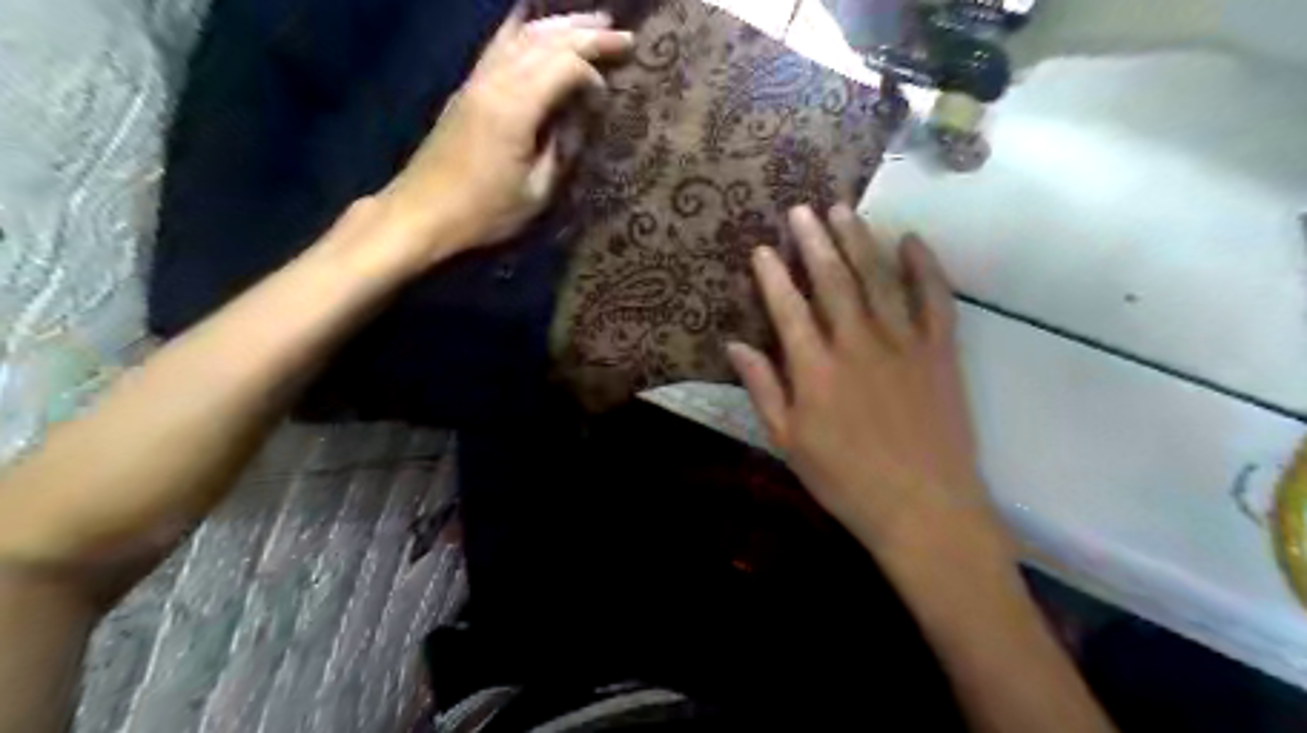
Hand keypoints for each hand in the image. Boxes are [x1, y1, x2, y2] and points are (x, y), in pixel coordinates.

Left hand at [378, 6, 632, 268]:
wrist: (422, 212)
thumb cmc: (484, 211)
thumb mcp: (537, 192)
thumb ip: (563, 149)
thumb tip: (580, 117)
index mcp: (515, 107)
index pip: (564, 67)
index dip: (592, 79)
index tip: (604, 105)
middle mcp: (495, 81)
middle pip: (546, 40)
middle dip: (588, 35)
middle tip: (624, 36)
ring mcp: (477, 79)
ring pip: (523, 34)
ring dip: (561, 25)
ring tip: (594, 22)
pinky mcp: (468, 86)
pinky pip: (500, 43)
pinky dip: (525, 28)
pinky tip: (536, 21)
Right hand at [730, 203, 996, 554]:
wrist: (923, 507)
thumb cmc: (845, 481)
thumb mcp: (788, 442)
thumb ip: (763, 389)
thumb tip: (735, 345)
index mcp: (816, 370)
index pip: (788, 309)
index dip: (773, 275)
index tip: (763, 247)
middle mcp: (857, 344)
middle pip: (833, 281)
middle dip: (814, 242)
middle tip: (802, 209)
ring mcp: (903, 343)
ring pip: (878, 279)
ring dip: (859, 241)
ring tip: (844, 210)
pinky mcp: (940, 351)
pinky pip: (935, 299)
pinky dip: (924, 267)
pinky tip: (912, 240)